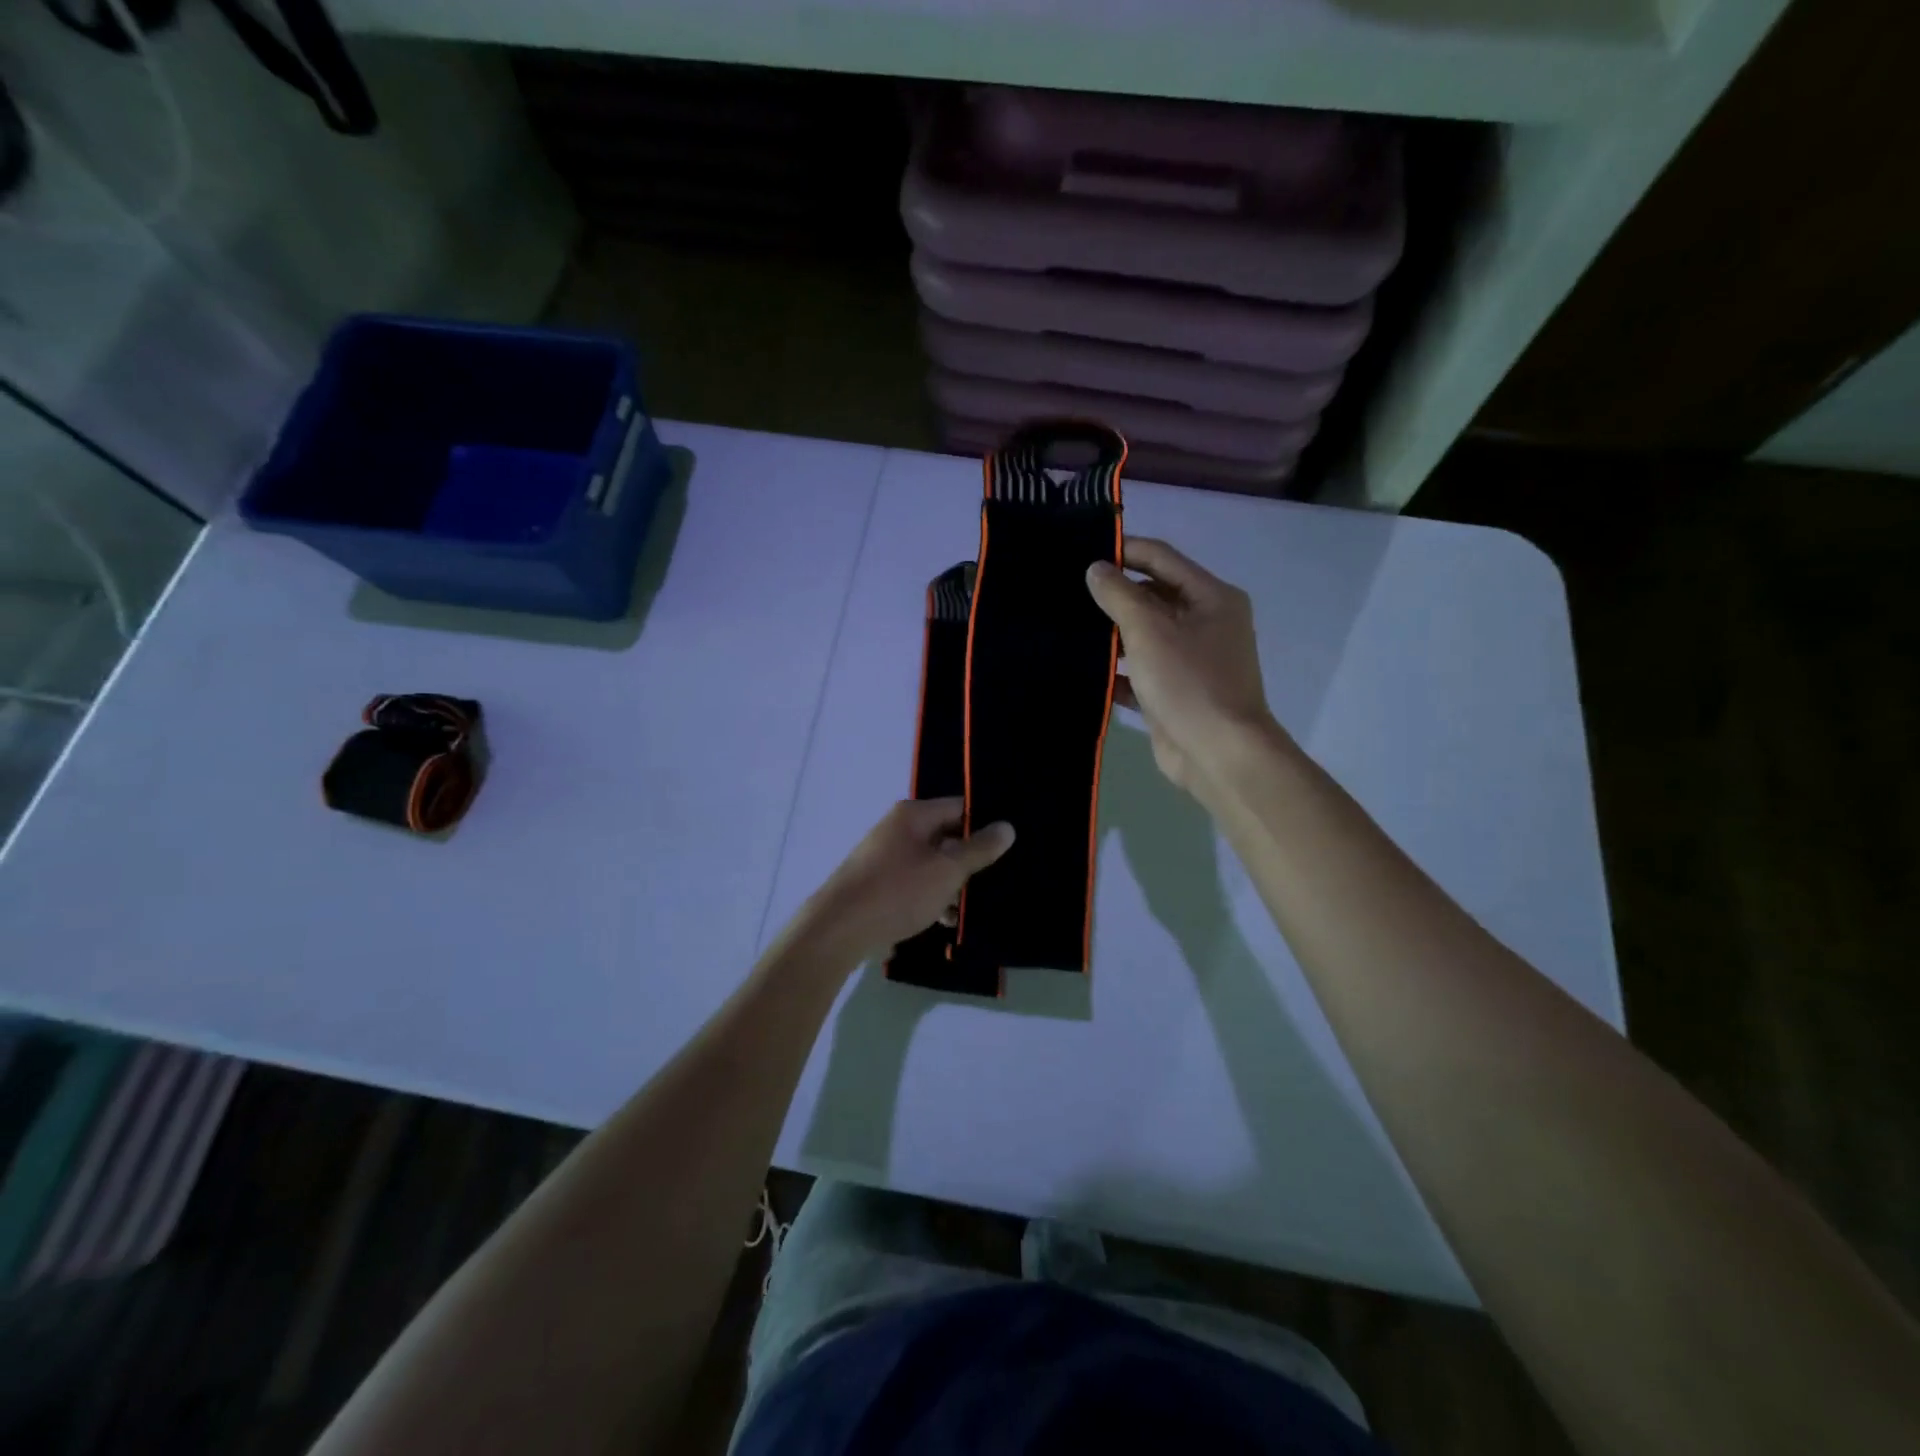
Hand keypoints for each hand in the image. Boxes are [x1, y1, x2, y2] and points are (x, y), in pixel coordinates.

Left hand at [796, 799, 1014, 964]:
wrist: (838, 930)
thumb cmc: (897, 892)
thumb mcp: (946, 871)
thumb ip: (978, 849)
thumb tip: (1007, 826)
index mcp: (913, 815)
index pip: (960, 807)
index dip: (985, 825)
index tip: (1010, 847)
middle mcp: (898, 829)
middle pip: (947, 836)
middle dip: (970, 860)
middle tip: (997, 880)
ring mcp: (886, 856)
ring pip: (932, 863)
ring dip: (952, 884)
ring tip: (971, 910)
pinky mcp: (879, 883)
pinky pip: (915, 882)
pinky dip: (932, 897)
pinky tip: (945, 921)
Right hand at [1086, 537, 1281, 795]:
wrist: (1218, 754)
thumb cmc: (1189, 682)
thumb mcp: (1149, 631)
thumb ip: (1119, 596)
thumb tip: (1096, 568)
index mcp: (1211, 597)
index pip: (1161, 558)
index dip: (1124, 551)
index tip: (1082, 552)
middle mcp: (1205, 623)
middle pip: (1153, 596)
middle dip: (1114, 595)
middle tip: (1068, 592)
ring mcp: (1190, 660)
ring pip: (1144, 635)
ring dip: (1112, 634)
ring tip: (1068, 626)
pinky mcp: (1174, 692)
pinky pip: (1141, 671)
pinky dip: (1117, 671)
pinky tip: (1084, 670)